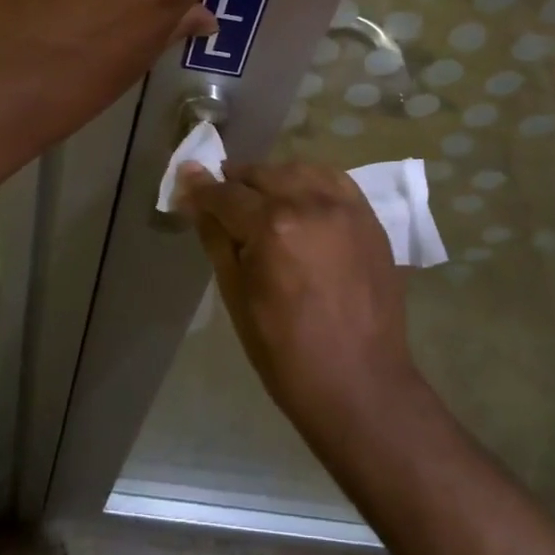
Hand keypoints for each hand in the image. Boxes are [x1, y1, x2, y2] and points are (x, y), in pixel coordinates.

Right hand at [176, 161, 416, 423]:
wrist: (360, 384)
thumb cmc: (286, 352)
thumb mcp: (236, 296)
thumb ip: (215, 237)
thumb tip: (192, 195)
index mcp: (272, 227)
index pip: (225, 194)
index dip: (201, 190)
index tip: (185, 187)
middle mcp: (310, 204)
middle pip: (261, 174)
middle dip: (235, 184)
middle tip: (221, 204)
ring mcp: (345, 208)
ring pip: (298, 170)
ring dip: (272, 179)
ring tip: (260, 201)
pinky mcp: (369, 218)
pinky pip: (334, 180)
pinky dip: (310, 181)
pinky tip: (300, 199)